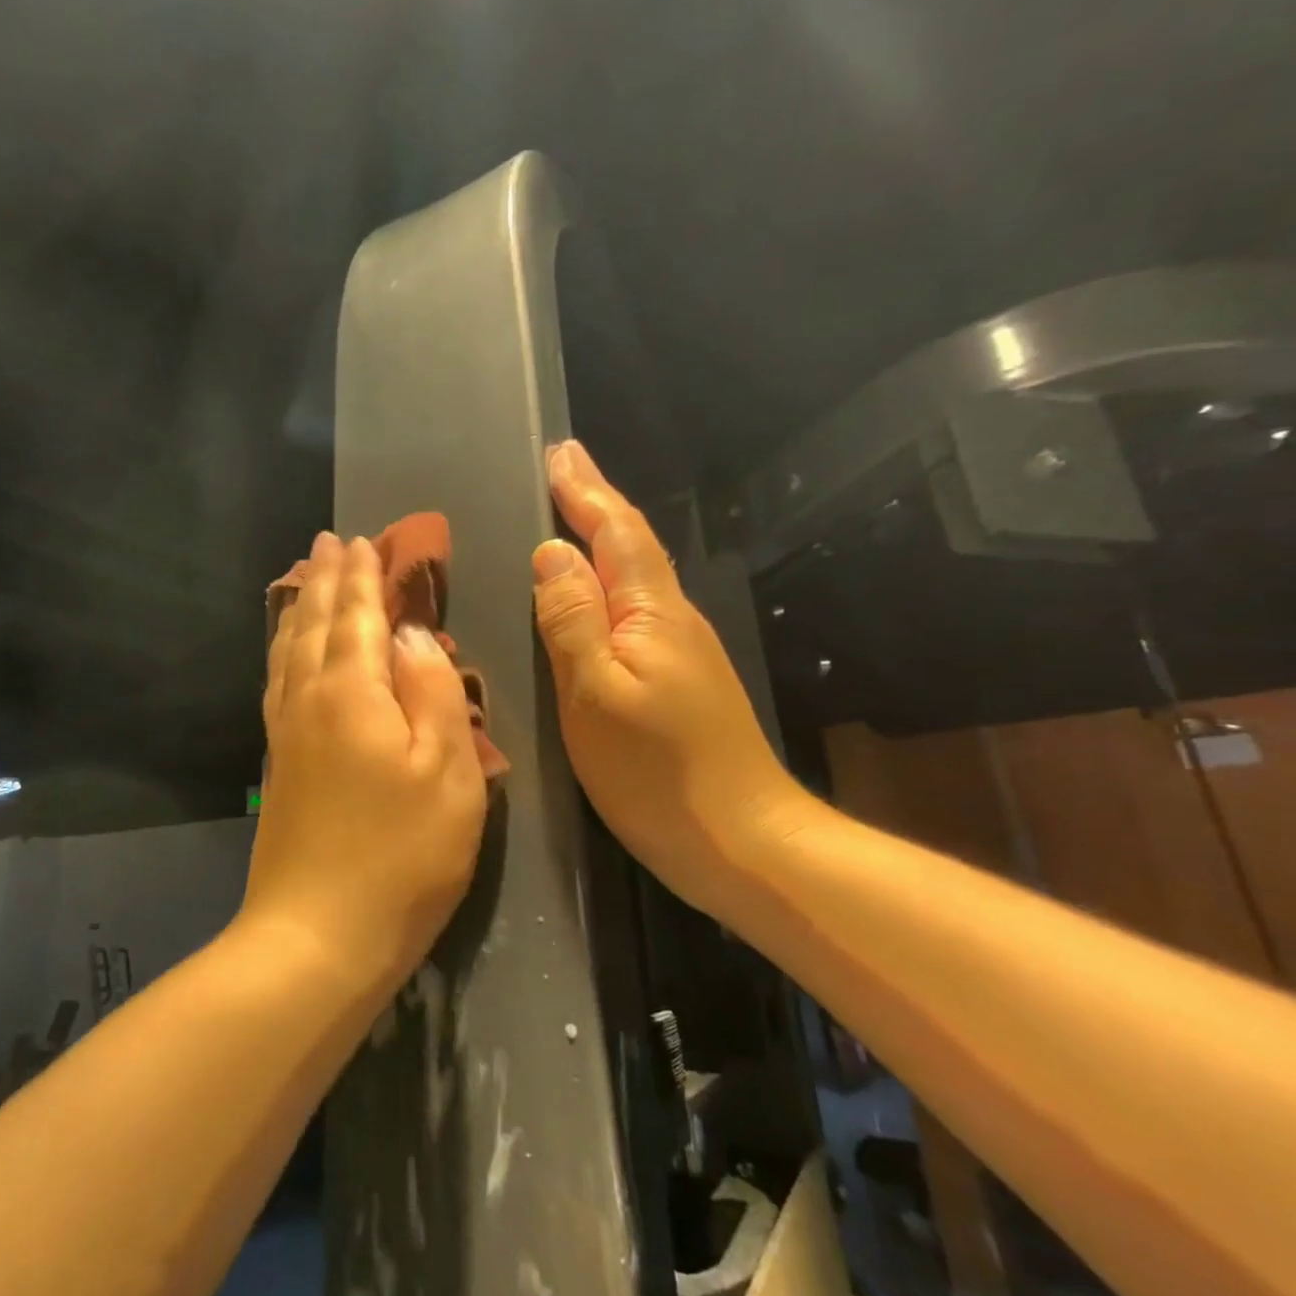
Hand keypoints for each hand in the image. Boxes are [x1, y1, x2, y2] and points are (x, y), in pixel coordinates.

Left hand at [243, 532, 487, 991]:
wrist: (316, 936)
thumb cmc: (400, 856)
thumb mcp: (446, 772)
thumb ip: (433, 691)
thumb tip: (414, 634)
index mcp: (352, 691)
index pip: (358, 616)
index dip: (363, 578)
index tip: (363, 540)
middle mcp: (310, 698)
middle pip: (315, 623)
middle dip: (326, 579)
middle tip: (329, 541)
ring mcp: (287, 731)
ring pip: (290, 648)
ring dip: (301, 606)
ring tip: (306, 577)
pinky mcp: (279, 761)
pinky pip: (278, 680)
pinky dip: (285, 649)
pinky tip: (289, 651)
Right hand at [531, 441, 809, 912]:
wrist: (744, 842)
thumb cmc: (658, 772)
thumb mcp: (595, 695)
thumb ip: (571, 621)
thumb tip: (552, 553)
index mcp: (651, 614)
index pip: (615, 534)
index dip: (585, 492)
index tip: (559, 452)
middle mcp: (672, 620)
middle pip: (632, 546)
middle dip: (596, 503)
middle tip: (564, 467)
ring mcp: (682, 652)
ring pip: (636, 577)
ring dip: (604, 537)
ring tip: (573, 513)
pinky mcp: (680, 681)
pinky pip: (637, 610)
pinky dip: (611, 581)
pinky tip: (596, 592)